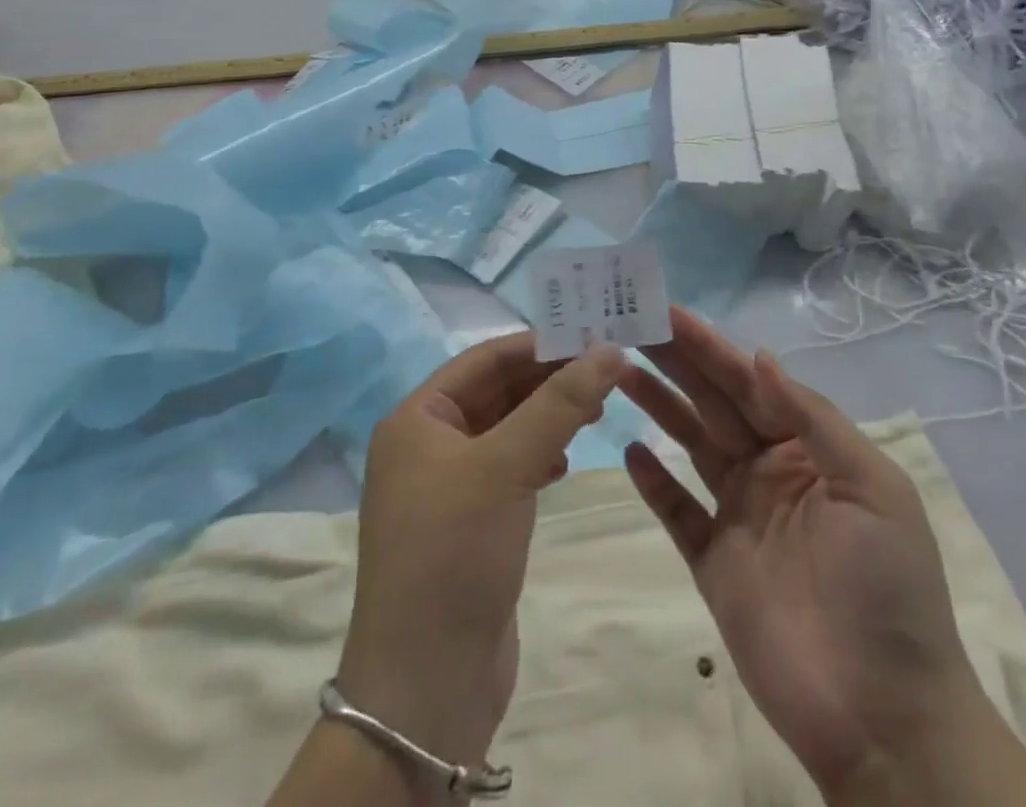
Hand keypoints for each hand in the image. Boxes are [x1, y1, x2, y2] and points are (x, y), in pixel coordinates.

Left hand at [335, 334, 625, 774]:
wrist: (426, 688)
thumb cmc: (454, 552)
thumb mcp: (506, 466)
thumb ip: (559, 404)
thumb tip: (608, 350)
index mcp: (417, 419)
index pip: (485, 359)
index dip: (538, 345)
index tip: (593, 336)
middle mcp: (427, 444)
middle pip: (497, 392)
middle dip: (549, 381)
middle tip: (607, 373)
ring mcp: (448, 486)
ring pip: (507, 430)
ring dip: (548, 417)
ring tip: (597, 412)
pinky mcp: (470, 523)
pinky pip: (509, 469)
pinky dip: (539, 456)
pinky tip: (565, 461)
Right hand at [619, 309, 1025, 806]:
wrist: (885, 719)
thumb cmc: (887, 589)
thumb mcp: (872, 488)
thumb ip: (813, 419)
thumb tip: (760, 357)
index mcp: (808, 448)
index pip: (750, 383)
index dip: (710, 347)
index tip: (669, 313)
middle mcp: (770, 471)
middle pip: (713, 404)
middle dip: (676, 363)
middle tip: (629, 327)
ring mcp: (739, 516)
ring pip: (691, 445)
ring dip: (658, 406)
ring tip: (619, 371)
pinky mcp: (714, 563)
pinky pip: (678, 511)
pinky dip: (654, 481)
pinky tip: (629, 449)